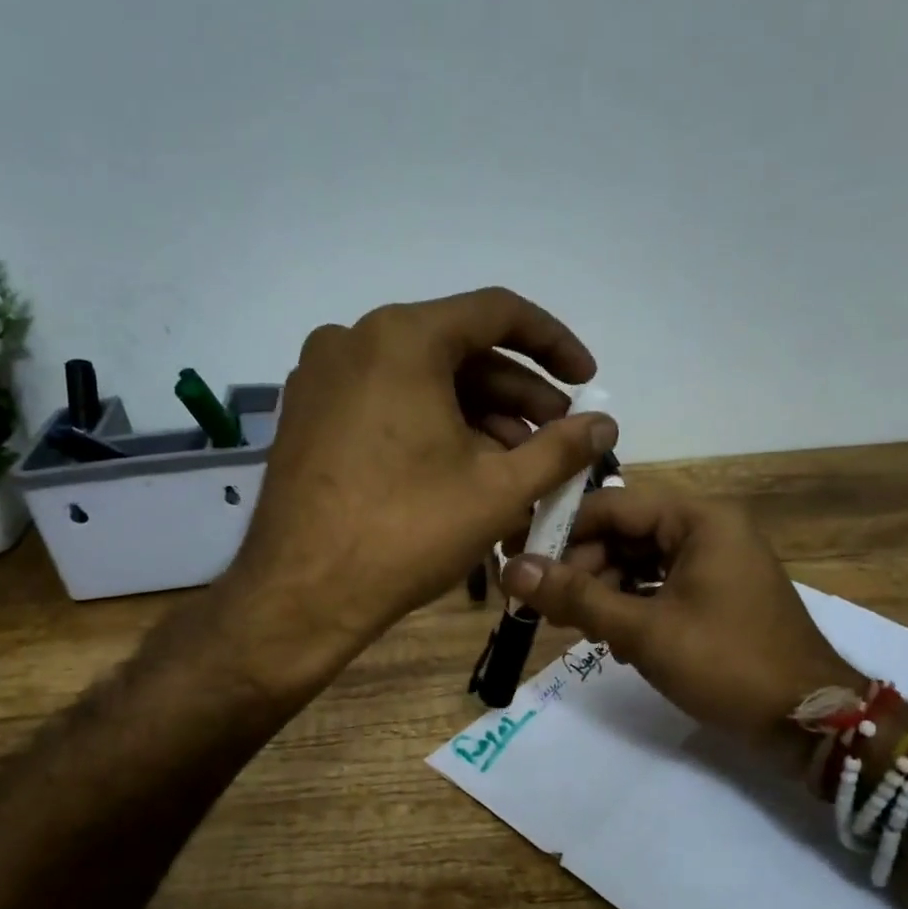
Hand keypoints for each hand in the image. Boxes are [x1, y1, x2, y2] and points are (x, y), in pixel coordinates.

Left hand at [229, 288, 616, 670]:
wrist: (300, 595)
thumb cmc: (406, 533)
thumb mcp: (498, 489)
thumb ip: (562, 448)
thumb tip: (607, 423)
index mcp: (402, 337)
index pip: (498, 313)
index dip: (554, 344)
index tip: (586, 381)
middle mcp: (354, 340)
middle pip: (457, 350)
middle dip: (517, 394)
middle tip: (557, 436)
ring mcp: (322, 378)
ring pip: (421, 381)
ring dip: (477, 415)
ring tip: (519, 462)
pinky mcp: (307, 416)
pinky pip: (386, 403)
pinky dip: (431, 426)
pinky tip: (463, 468)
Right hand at [499, 488, 856, 734]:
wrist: (809, 723)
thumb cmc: (727, 664)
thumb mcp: (644, 631)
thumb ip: (576, 597)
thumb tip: (511, 570)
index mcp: (699, 519)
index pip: (613, 505)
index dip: (561, 530)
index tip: (518, 557)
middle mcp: (707, 530)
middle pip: (624, 533)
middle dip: (581, 567)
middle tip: (543, 604)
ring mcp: (713, 563)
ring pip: (637, 563)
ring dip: (602, 591)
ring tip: (574, 626)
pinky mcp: (714, 595)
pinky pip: (657, 586)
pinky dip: (630, 606)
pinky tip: (611, 639)